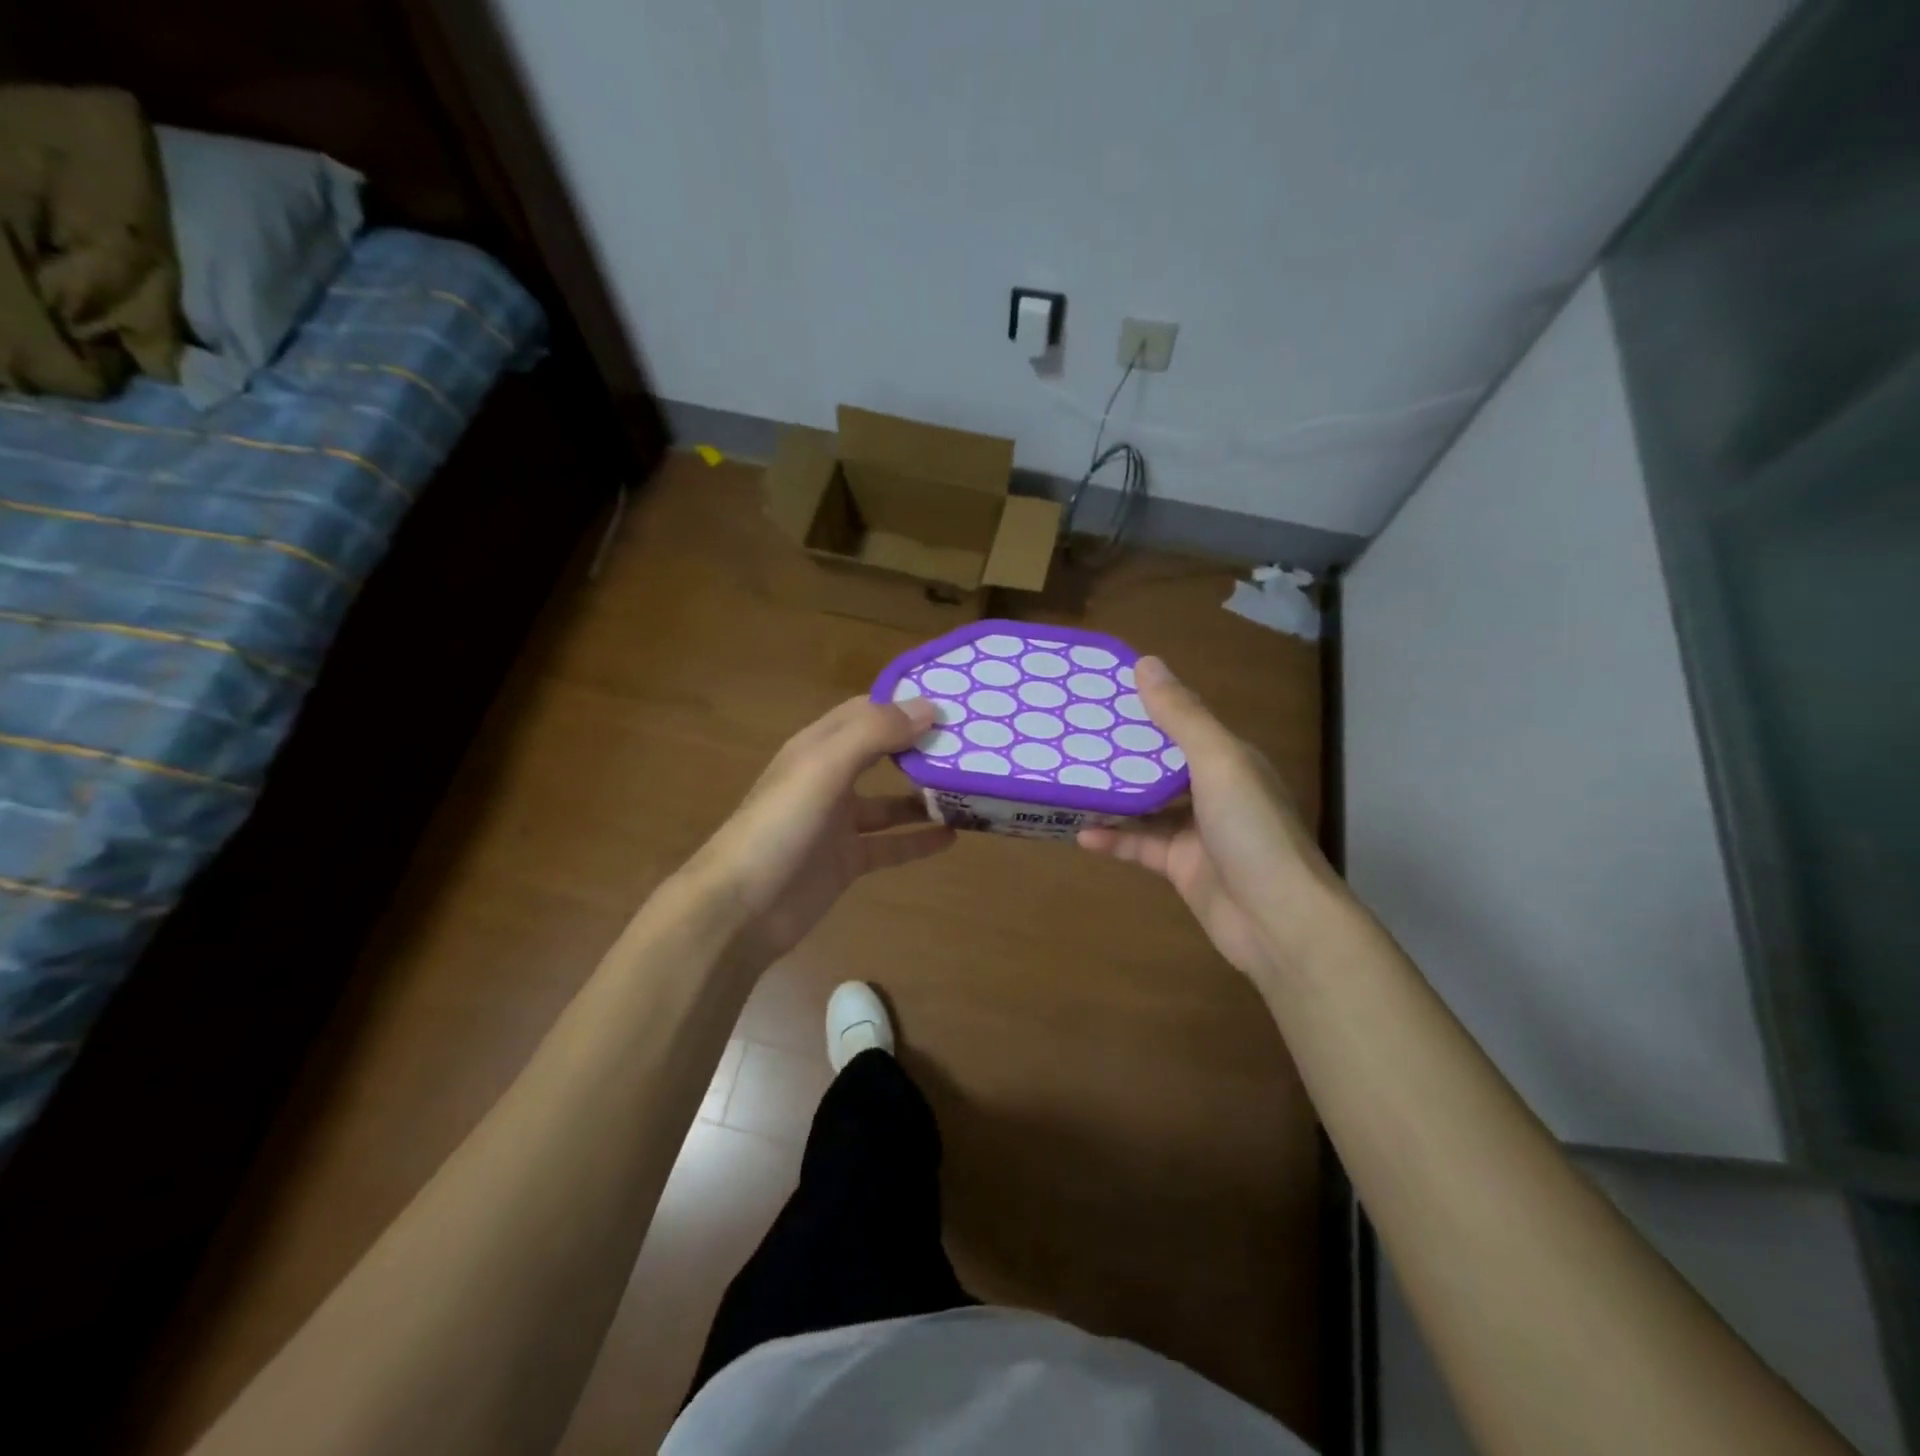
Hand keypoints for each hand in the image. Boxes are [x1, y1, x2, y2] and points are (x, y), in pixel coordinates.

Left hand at [685, 695, 954, 964]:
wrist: (740, 909)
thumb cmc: (780, 827)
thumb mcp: (824, 767)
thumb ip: (874, 733)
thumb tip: (929, 708)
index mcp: (818, 747)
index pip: (866, 711)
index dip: (904, 703)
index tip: (953, 701)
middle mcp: (828, 779)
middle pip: (881, 753)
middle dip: (920, 747)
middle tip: (972, 745)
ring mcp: (837, 823)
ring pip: (889, 802)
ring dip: (923, 796)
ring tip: (969, 790)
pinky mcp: (846, 861)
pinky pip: (890, 845)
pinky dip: (918, 840)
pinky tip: (953, 837)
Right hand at [1078, 657, 1345, 985]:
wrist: (1278, 920)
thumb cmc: (1251, 829)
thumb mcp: (1217, 761)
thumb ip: (1181, 715)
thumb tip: (1145, 662)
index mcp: (1229, 758)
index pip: (1182, 723)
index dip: (1145, 708)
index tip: (1100, 695)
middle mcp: (1214, 791)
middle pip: (1159, 765)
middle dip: (1119, 754)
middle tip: (1070, 738)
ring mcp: (1198, 832)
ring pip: (1145, 807)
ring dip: (1111, 799)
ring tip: (1066, 783)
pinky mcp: (1181, 867)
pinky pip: (1141, 846)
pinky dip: (1114, 840)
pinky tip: (1081, 835)